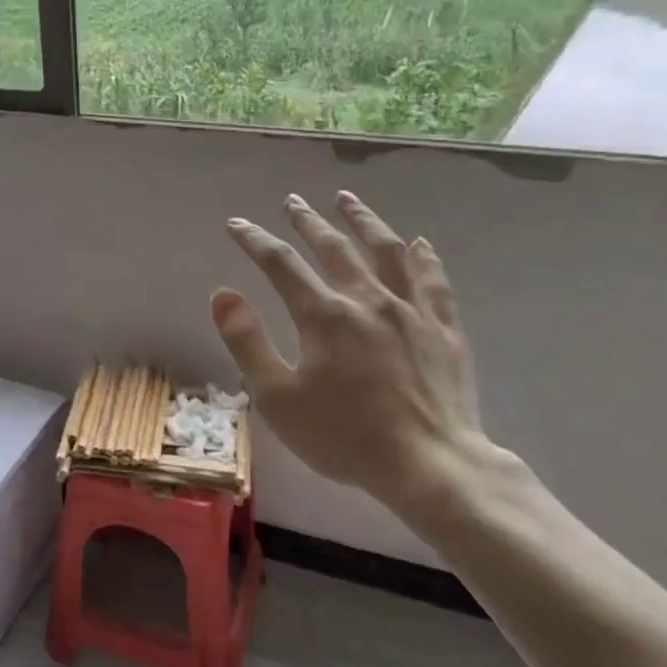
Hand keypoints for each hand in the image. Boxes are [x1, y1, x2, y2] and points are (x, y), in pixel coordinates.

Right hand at [210, 189, 516, 521]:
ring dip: (364, 222)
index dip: (255, 240)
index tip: (237, 224)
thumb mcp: (277, 397)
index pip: (281, 264)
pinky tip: (418, 244)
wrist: (430, 467)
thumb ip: (247, 341)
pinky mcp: (444, 331)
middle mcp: (367, 300)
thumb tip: (222, 294)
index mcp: (323, 315)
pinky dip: (423, 259)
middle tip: (293, 201)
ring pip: (386, 252)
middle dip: (308, 221)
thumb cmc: (344, 436)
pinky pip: (433, 283)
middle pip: (334, 248)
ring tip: (348, 199)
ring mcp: (411, 312)